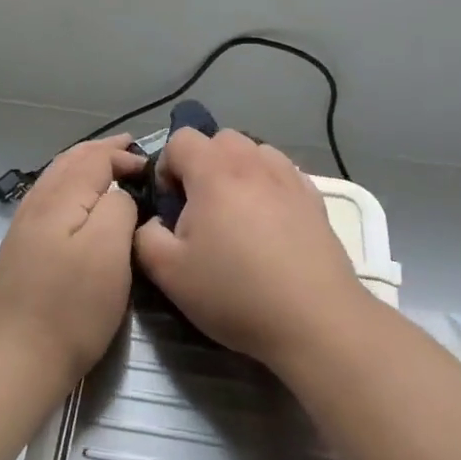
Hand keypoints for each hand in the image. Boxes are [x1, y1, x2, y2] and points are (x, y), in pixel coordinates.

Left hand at [0, 136, 144, 393]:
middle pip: (71, 161)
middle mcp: (36, 203)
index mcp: (59, 197)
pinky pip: (50, 201)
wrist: (16, 361)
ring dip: (85, 167)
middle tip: (131, 151)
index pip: (94, 157)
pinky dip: (72, 189)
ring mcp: (23, 228)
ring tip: (110, 169)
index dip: (124, 155)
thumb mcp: (109, 250)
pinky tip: (82, 206)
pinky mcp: (21, 251)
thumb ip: (118, 207)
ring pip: (57, 179)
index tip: (153, 167)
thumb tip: (119, 193)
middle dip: (102, 152)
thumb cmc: (71, 307)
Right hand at [133, 129, 368, 370]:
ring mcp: (289, 178)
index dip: (166, 168)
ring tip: (237, 215)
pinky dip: (269, 186)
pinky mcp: (315, 199)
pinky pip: (283, 175)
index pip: (180, 139)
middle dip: (203, 165)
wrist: (313, 319)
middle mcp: (253, 162)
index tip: (171, 206)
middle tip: (201, 210)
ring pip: (255, 153)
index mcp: (214, 171)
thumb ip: (144, 236)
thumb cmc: (235, 292)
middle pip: (220, 139)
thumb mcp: (168, 272)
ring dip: (238, 172)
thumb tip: (153, 222)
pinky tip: (270, 225)